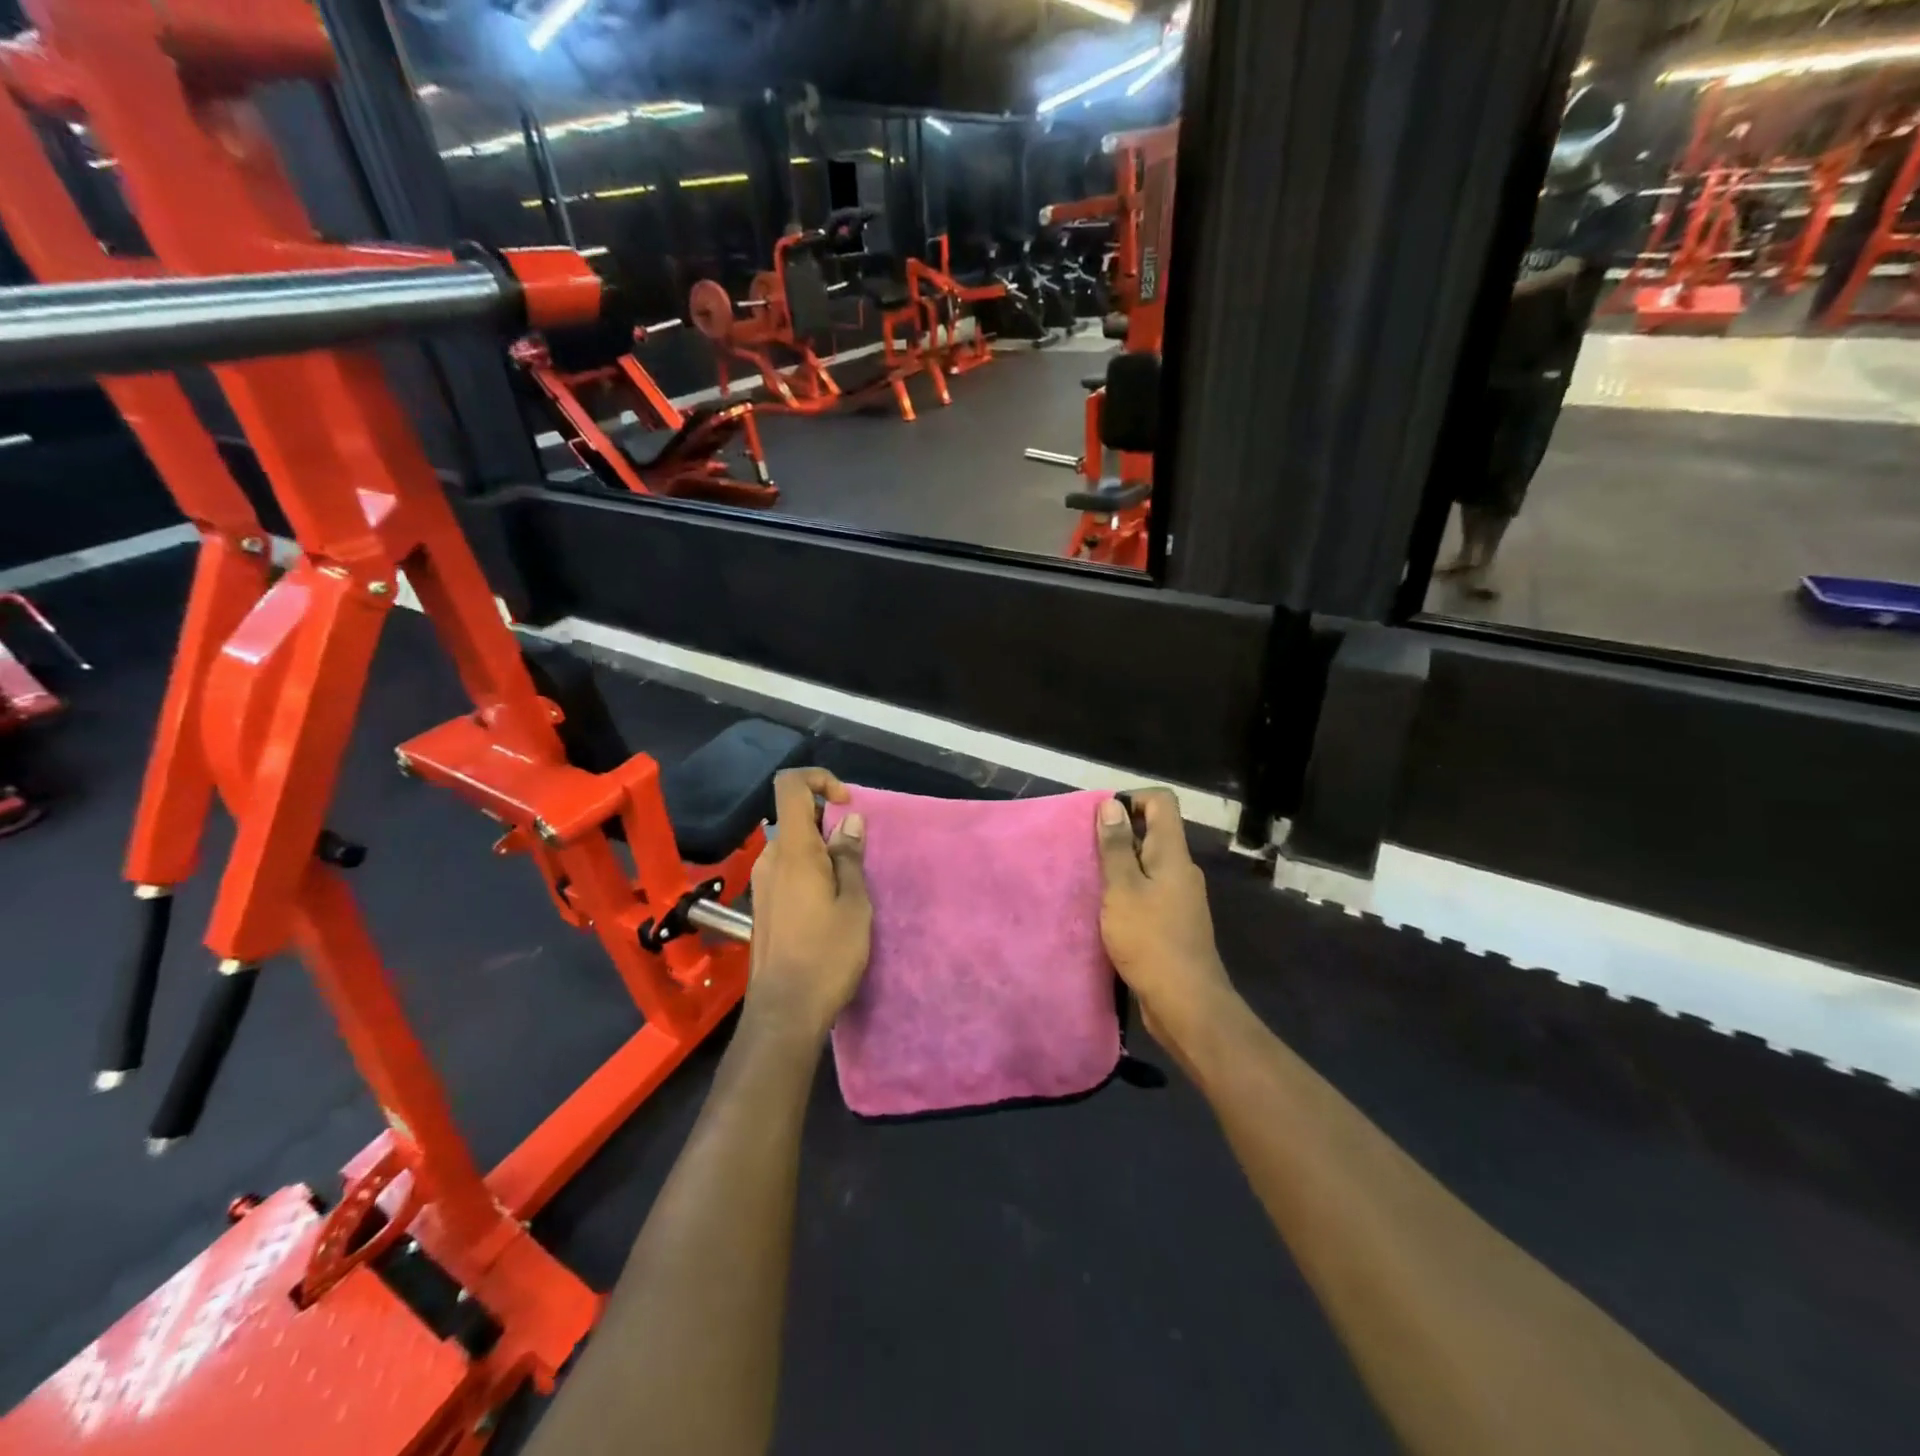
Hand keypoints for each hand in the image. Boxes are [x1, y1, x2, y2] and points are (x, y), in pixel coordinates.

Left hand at [745, 769, 871, 1042]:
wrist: (785, 1012)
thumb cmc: (827, 955)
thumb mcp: (854, 903)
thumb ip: (849, 857)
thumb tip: (849, 821)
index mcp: (793, 851)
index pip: (790, 786)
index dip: (819, 779)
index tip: (846, 804)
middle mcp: (771, 859)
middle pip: (796, 818)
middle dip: (830, 826)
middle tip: (859, 859)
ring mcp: (763, 883)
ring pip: (794, 847)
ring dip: (823, 852)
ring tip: (850, 888)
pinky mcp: (764, 905)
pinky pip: (788, 870)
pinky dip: (812, 871)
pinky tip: (831, 905)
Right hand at [1095, 790, 1235, 1049]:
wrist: (1186, 1003)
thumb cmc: (1150, 940)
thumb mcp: (1123, 889)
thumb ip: (1115, 847)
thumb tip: (1111, 804)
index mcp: (1173, 854)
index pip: (1162, 802)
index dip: (1132, 798)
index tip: (1101, 818)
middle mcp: (1181, 870)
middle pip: (1154, 831)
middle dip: (1119, 832)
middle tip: (1085, 849)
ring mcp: (1180, 897)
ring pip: (1149, 863)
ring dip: (1120, 864)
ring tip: (1090, 878)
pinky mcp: (1174, 922)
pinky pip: (1149, 890)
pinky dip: (1127, 890)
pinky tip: (1106, 909)